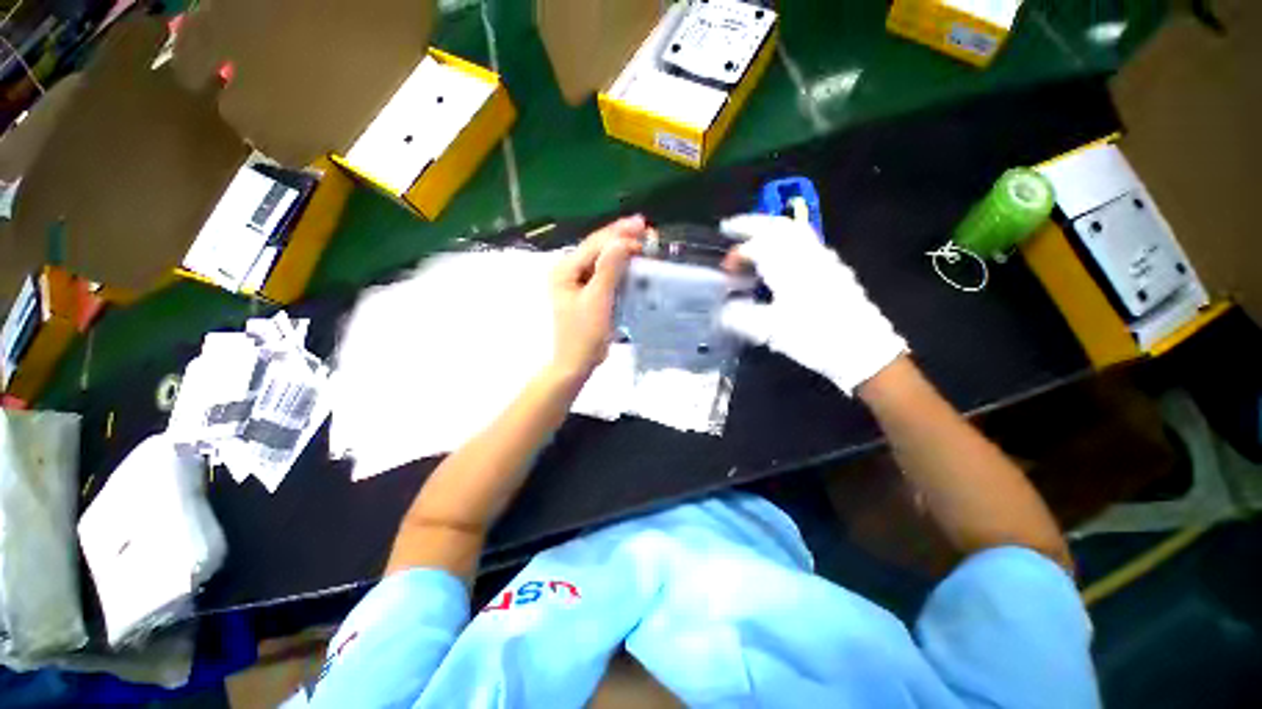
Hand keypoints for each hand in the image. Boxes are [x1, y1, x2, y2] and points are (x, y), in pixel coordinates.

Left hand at [548, 216, 645, 379]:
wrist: (577, 362)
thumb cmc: (584, 333)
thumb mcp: (597, 300)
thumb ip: (609, 269)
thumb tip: (623, 241)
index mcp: (565, 270)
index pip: (594, 244)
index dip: (618, 234)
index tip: (642, 227)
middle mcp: (569, 271)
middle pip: (597, 248)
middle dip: (621, 237)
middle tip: (645, 227)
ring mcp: (578, 282)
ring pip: (603, 259)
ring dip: (622, 250)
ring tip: (642, 240)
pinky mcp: (588, 292)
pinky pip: (605, 273)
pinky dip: (620, 266)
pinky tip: (633, 261)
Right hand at [720, 214, 906, 394]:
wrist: (862, 348)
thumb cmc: (814, 336)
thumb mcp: (772, 331)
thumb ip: (742, 316)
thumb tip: (724, 310)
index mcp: (789, 267)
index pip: (757, 246)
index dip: (737, 254)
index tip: (725, 269)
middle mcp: (806, 255)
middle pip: (778, 226)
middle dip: (752, 223)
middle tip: (732, 227)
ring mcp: (823, 259)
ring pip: (794, 231)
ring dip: (769, 229)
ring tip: (753, 237)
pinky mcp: (832, 268)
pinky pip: (805, 242)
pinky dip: (785, 240)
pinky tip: (779, 257)